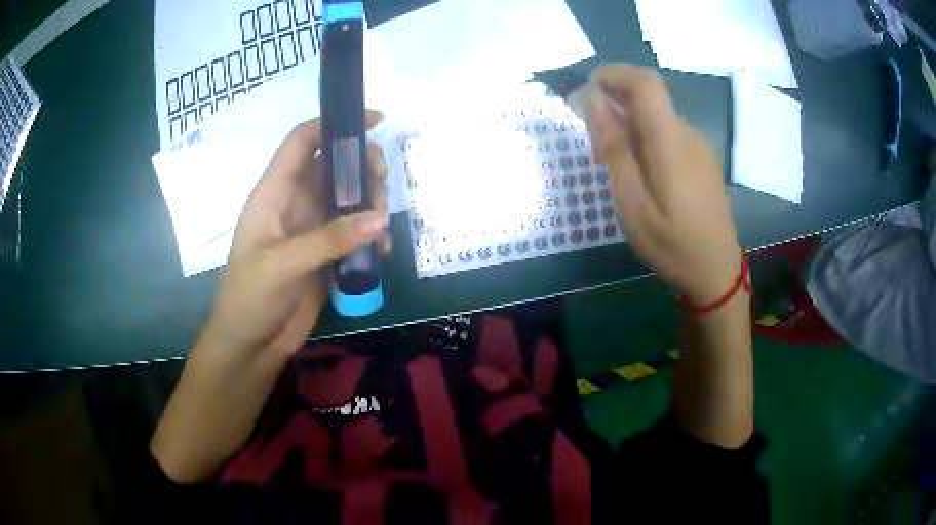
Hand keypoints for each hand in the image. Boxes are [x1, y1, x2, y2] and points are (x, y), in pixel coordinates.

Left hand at [151, 113, 388, 482]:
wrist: (251, 345)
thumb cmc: (250, 298)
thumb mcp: (283, 264)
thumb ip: (330, 238)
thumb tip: (381, 217)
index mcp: (274, 193)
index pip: (302, 141)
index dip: (334, 122)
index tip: (373, 120)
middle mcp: (294, 203)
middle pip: (334, 165)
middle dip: (362, 166)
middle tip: (382, 185)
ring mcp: (311, 229)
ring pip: (349, 197)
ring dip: (371, 202)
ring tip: (383, 225)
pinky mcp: (326, 254)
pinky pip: (354, 231)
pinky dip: (371, 235)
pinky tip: (380, 252)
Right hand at [583, 64, 741, 304]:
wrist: (716, 272)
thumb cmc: (671, 244)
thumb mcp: (632, 203)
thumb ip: (613, 147)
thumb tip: (594, 100)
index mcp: (670, 141)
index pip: (644, 81)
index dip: (612, 73)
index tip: (585, 90)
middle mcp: (687, 133)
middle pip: (649, 95)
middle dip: (613, 99)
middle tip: (590, 136)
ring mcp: (697, 145)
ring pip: (656, 115)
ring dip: (627, 121)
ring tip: (609, 161)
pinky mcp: (701, 158)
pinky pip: (667, 132)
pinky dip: (643, 136)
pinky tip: (636, 170)